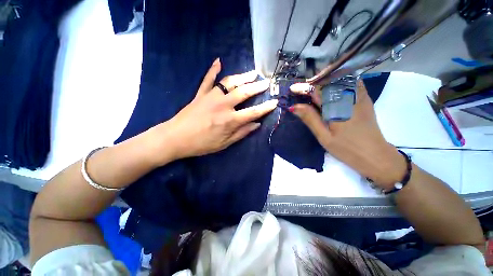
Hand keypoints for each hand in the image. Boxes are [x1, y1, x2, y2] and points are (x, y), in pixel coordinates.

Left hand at [152, 58, 277, 162]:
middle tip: (266, 82)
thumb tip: (256, 124)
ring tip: (252, 73)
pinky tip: (218, 61)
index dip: (266, 108)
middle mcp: (223, 105)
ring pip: (230, 82)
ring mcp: (211, 97)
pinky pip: (208, 79)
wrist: (175, 138)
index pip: (253, 112)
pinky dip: (213, 70)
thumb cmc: (202, 144)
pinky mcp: (200, 94)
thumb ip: (241, 133)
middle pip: (244, 92)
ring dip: (242, 76)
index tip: (274, 102)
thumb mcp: (224, 143)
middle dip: (257, 87)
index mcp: (230, 120)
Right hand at [290, 81, 405, 188]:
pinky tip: (331, 88)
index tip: (292, 89)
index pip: (317, 91)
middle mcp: (350, 98)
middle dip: (313, 82)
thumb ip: (310, 119)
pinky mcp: (365, 99)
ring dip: (325, 80)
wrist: (375, 156)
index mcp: (337, 108)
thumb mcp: (324, 136)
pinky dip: (339, 81)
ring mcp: (360, 97)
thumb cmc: (347, 149)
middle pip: (329, 81)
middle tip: (302, 89)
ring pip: (341, 79)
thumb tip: (295, 107)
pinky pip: (352, 83)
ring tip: (314, 88)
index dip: (303, 88)